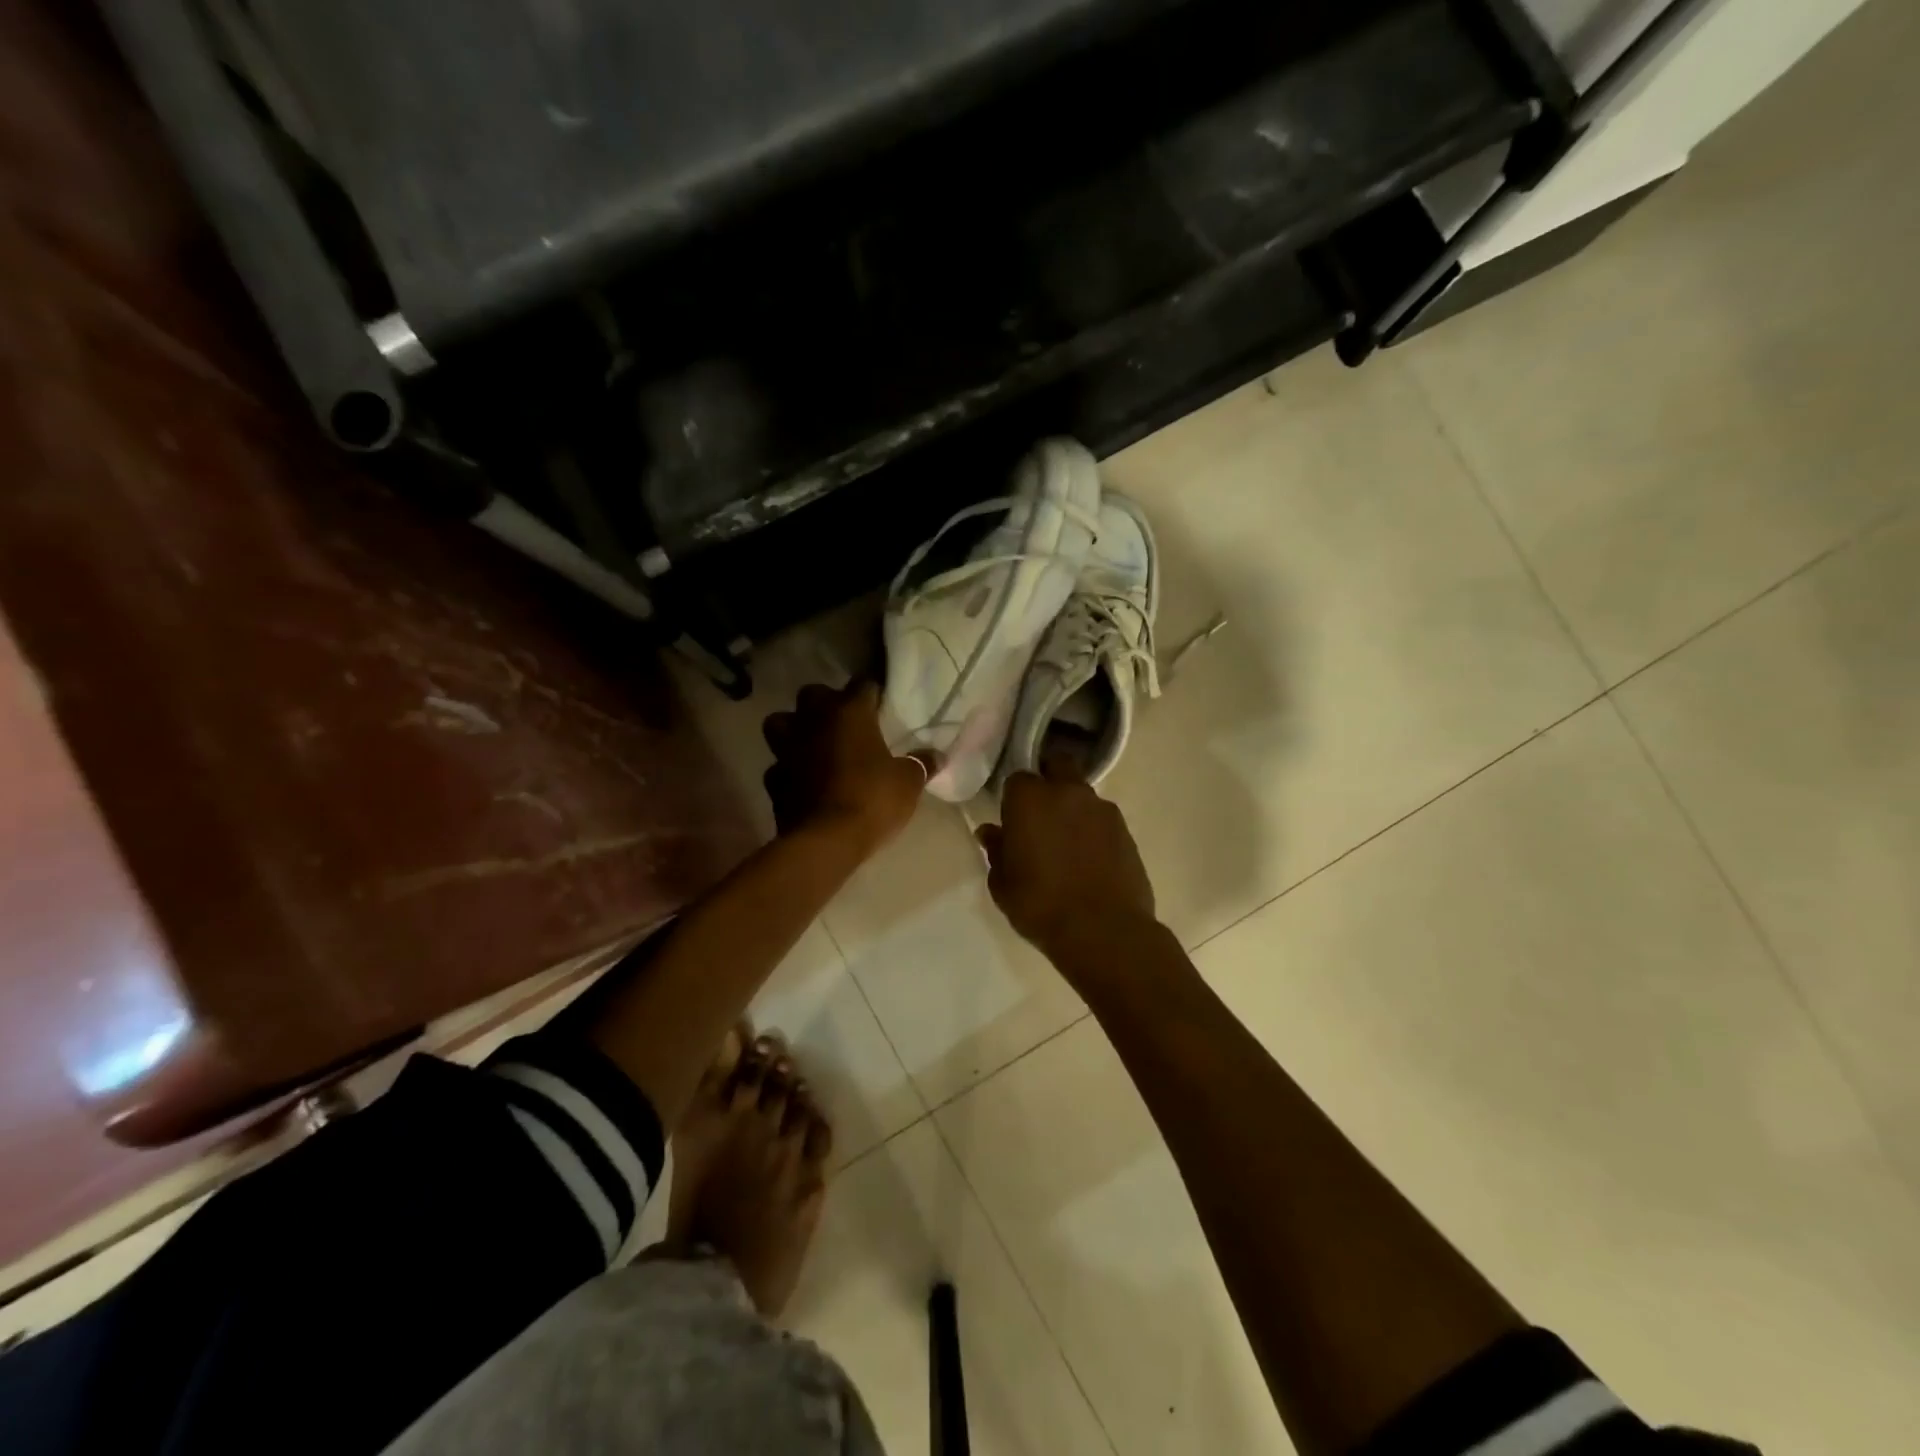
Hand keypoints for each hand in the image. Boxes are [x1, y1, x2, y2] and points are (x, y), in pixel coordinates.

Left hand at [762, 683, 932, 853]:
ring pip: (780, 722)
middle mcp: (813, 721)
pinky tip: (802, 780)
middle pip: (812, 694)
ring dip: (793, 729)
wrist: (825, 841)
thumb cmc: (872, 799)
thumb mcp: (908, 782)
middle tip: (844, 721)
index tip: (882, 702)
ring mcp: (787, 749)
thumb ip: (920, 763)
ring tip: (812, 743)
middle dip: (826, 702)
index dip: (873, 692)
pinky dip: (788, 769)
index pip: (863, 684)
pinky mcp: (773, 780)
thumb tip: (937, 755)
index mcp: (849, 712)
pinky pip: (778, 765)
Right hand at [978, 769, 1159, 968]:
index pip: (1017, 779)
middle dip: (1049, 779)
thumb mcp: (1003, 884)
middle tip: (1042, 813)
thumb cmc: (1040, 905)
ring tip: (1068, 842)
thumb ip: (996, 851)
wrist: (1103, 931)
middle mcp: (1067, 792)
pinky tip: (1090, 858)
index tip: (1013, 819)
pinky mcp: (1126, 829)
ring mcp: (1102, 808)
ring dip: (1073, 807)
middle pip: (1058, 766)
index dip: (1014, 798)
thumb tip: (991, 832)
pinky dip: (1094, 829)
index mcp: (1030, 799)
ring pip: (1083, 793)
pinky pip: (1103, 818)